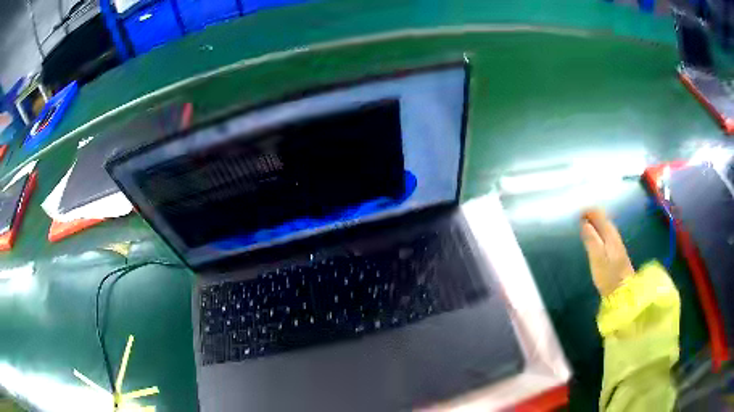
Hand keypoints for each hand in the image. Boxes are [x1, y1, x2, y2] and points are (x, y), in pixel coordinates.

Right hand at [580, 208, 634, 296]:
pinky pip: (606, 234)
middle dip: (590, 216)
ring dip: (595, 224)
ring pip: (605, 226)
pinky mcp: (616, 251)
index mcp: (609, 233)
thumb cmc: (608, 275)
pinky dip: (598, 231)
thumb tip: (584, 223)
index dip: (587, 212)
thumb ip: (591, 239)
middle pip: (602, 218)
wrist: (622, 290)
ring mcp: (616, 242)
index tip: (576, 216)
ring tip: (584, 227)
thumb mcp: (597, 257)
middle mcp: (614, 234)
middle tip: (578, 220)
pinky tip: (595, 238)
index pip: (598, 214)